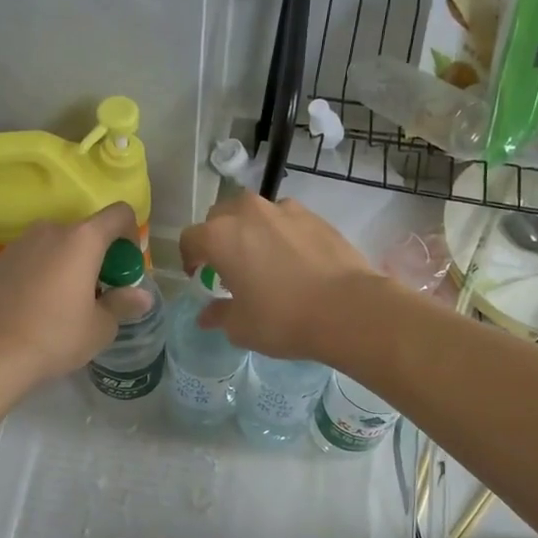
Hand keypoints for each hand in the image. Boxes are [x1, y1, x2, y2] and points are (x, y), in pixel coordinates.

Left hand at [0, 203, 138, 389]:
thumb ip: (123, 304)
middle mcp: (50, 230)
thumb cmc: (55, 337)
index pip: (119, 214)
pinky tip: (36, 308)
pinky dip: (43, 273)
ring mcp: (19, 244)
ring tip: (65, 303)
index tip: (126, 268)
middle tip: (99, 293)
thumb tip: (142, 296)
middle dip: (99, 256)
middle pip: (86, 232)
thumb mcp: (100, 328)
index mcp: (82, 240)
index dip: (131, 235)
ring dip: (69, 264)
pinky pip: (32, 259)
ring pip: (56, 245)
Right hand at [178, 194, 384, 361]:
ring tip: (264, 260)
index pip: (190, 238)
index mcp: (221, 236)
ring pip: (256, 214)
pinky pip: (286, 220)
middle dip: (219, 238)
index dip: (190, 258)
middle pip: (221, 216)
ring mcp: (285, 210)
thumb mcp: (241, 326)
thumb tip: (206, 315)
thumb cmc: (283, 319)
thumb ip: (219, 314)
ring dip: (251, 231)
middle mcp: (248, 213)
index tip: (199, 277)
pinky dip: (282, 234)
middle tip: (229, 266)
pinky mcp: (315, 216)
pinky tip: (295, 261)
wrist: (348, 308)